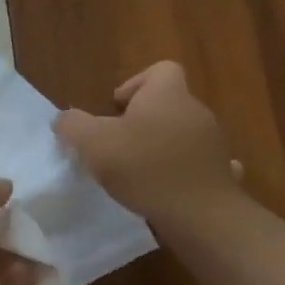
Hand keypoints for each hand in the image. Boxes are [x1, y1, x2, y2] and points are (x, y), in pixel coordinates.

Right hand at [52, 61, 242, 223]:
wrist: (200, 214)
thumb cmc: (144, 168)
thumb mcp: (93, 143)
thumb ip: (73, 125)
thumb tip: (64, 119)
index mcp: (167, 95)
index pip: (161, 69)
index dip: (136, 83)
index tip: (115, 110)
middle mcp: (195, 112)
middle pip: (168, 104)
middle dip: (143, 121)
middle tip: (117, 145)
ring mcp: (213, 143)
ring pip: (182, 135)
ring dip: (161, 147)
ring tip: (137, 173)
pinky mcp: (220, 174)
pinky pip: (199, 165)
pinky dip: (183, 172)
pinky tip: (168, 190)